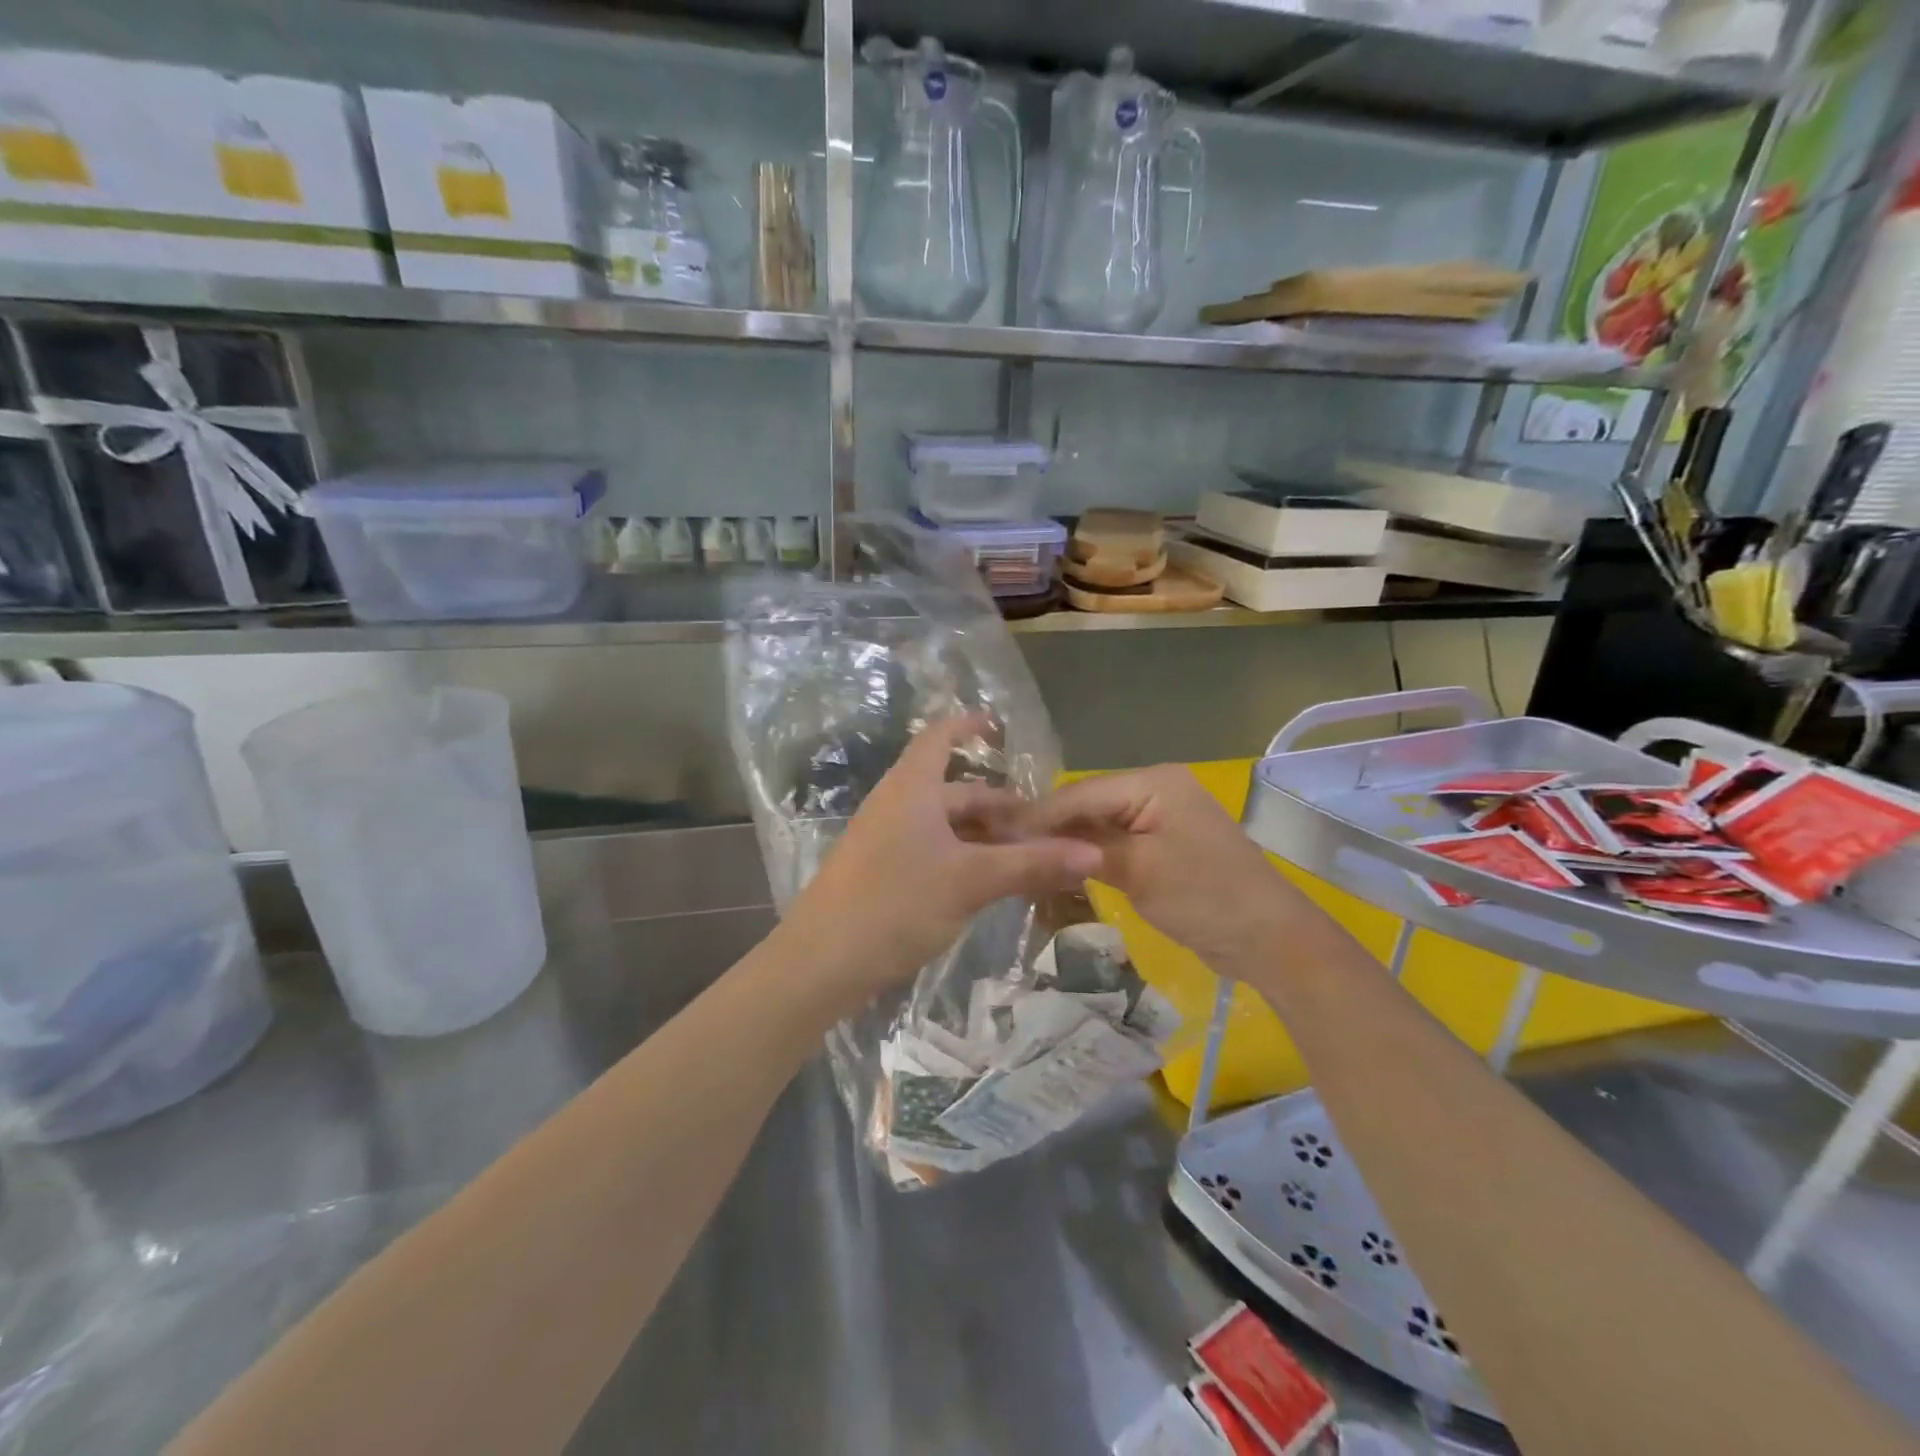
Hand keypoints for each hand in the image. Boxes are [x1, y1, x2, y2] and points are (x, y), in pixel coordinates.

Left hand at [774, 715, 1102, 1016]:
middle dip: (999, 805)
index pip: (941, 736)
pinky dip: (964, 857)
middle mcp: (898, 804)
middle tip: (1043, 829)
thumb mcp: (970, 881)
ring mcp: (886, 839)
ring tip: (1026, 858)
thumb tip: (1093, 853)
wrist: (820, 962)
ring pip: (946, 825)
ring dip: (985, 836)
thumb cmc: (895, 903)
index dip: (970, 726)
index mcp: (912, 788)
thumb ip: (1031, 864)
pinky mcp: (882, 872)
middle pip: (955, 790)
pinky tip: (988, 883)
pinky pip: (933, 850)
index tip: (1002, 728)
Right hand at [1027, 765, 1322, 975]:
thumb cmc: (1206, 897)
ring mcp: (1161, 818)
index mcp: (1154, 782)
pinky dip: (1091, 858)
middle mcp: (1156, 790)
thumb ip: (1085, 848)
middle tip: (1007, 853)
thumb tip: (1030, 838)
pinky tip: (1062, 871)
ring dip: (1069, 845)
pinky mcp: (1163, 846)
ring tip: (1025, 863)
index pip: (1081, 792)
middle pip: (1089, 805)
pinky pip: (1117, 844)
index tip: (997, 837)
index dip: (1039, 817)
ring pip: (1099, 826)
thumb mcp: (1139, 870)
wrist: (1270, 940)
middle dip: (1051, 830)